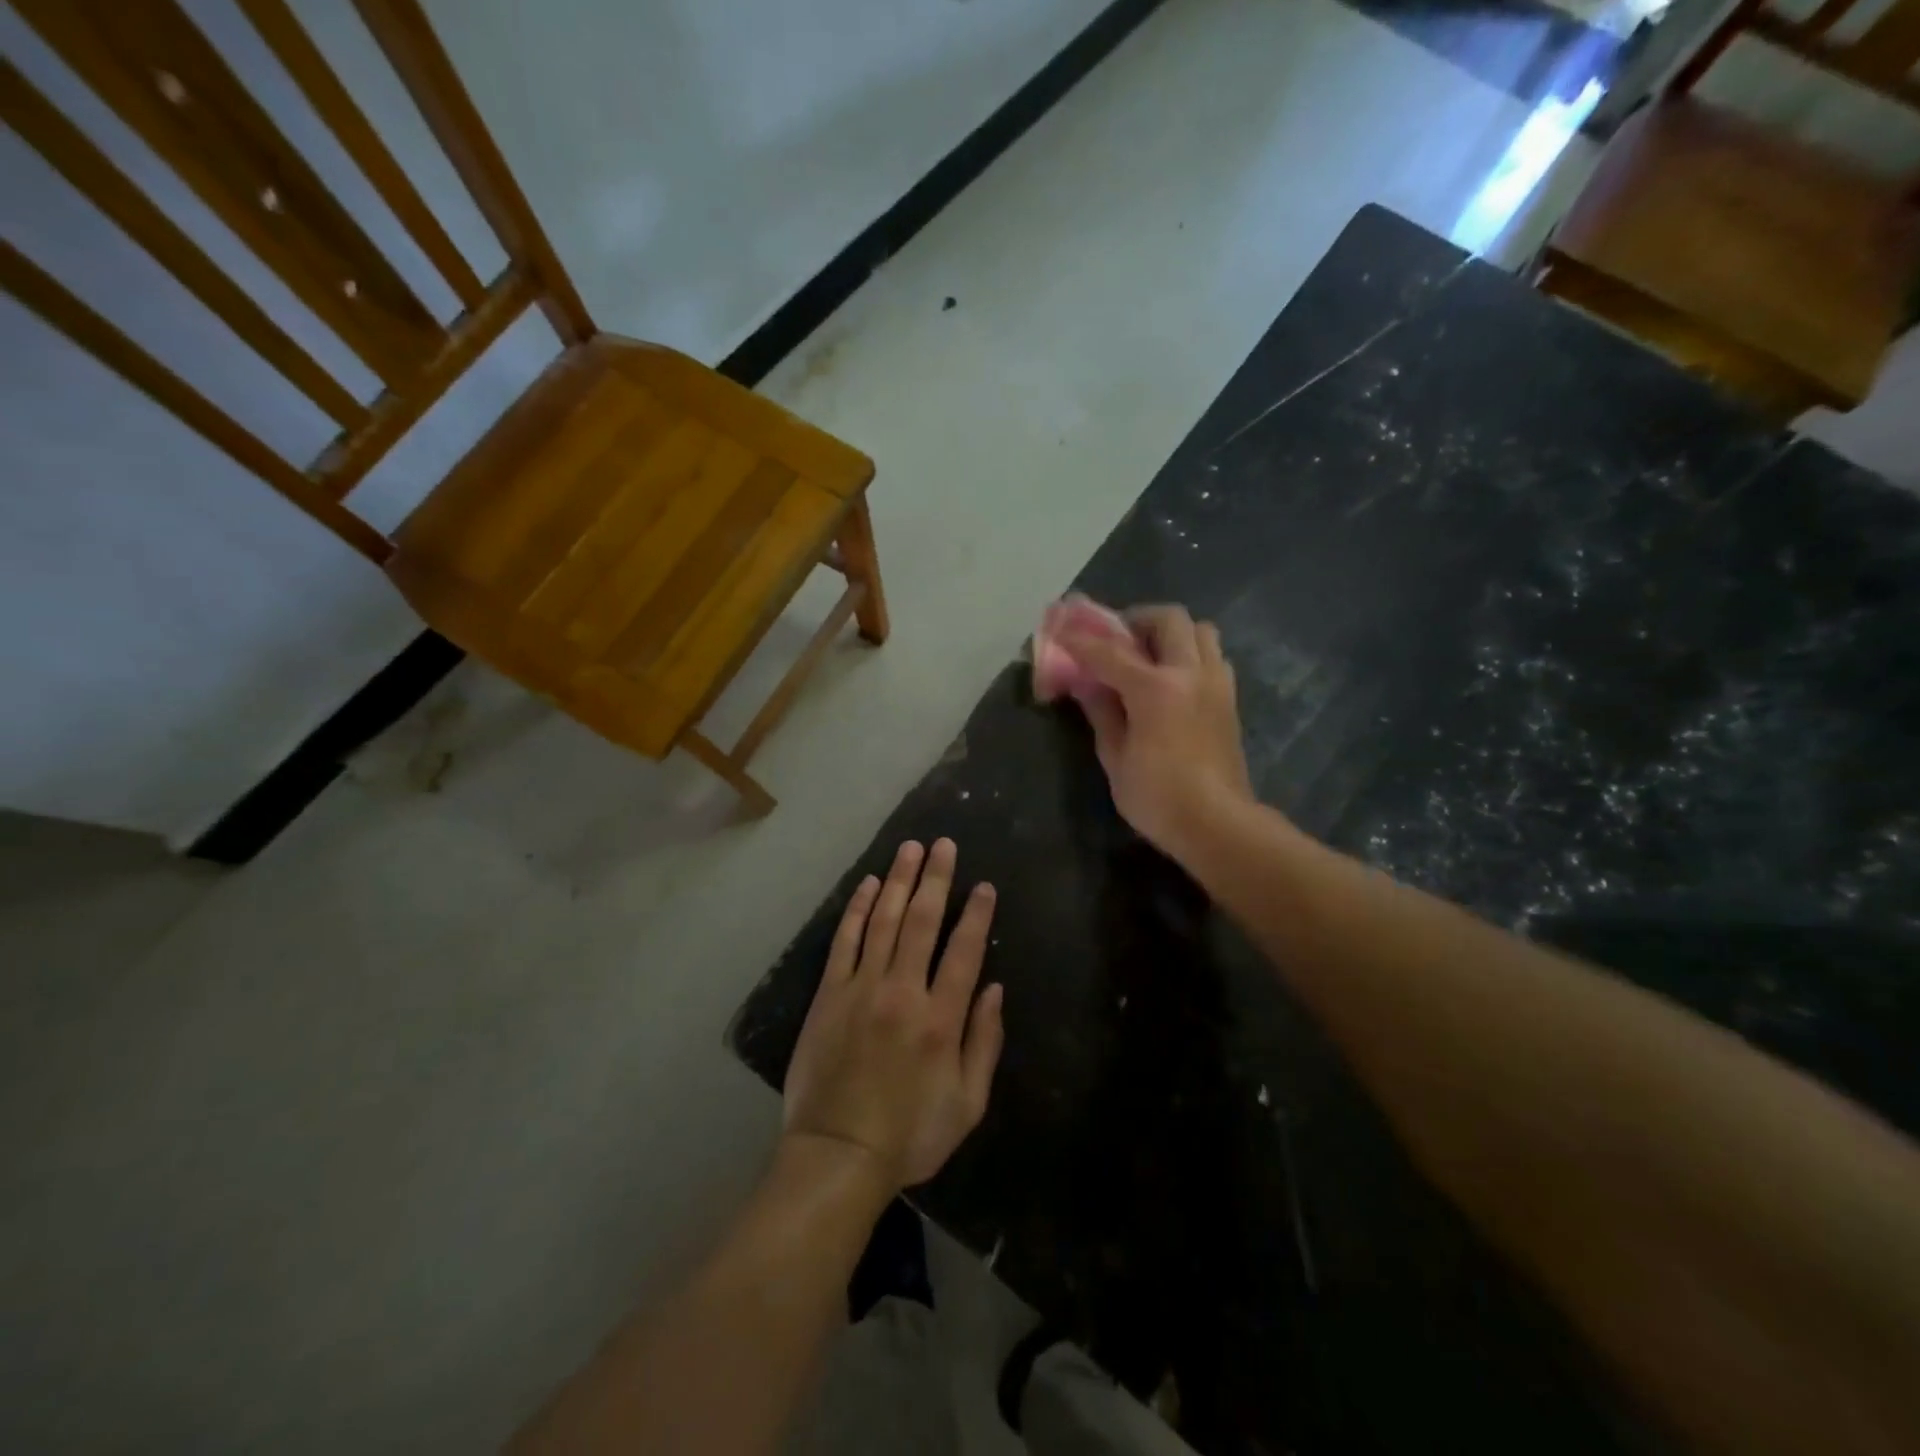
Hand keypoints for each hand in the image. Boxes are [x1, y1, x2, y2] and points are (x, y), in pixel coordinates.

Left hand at [783, 839, 1004, 1190]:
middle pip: (923, 922)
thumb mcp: (968, 1103)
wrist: (837, 1154)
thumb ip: (985, 1042)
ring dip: (900, 881)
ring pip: (884, 921)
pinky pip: (845, 941)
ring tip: (910, 849)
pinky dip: (858, 909)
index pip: (964, 951)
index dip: (976, 915)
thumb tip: (995, 989)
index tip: (984, 886)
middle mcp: (902, 991)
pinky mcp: (829, 994)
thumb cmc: (910, 1135)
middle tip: (944, 845)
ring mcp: (861, 988)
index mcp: (941, 1019)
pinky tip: (870, 885)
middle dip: (936, 879)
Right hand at [1056, 604, 1254, 862]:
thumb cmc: (1157, 797)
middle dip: (1136, 620)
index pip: (1110, 652)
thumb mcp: (1115, 757)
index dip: (1081, 639)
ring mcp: (1216, 683)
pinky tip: (1172, 681)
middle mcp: (1190, 673)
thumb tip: (1086, 685)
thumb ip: (1102, 712)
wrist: (1217, 823)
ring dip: (1170, 633)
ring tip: (1148, 656)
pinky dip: (1190, 654)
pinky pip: (1212, 656)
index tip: (1062, 627)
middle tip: (1116, 640)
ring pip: (1199, 630)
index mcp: (1156, 689)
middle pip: (1168, 619)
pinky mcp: (1229, 699)